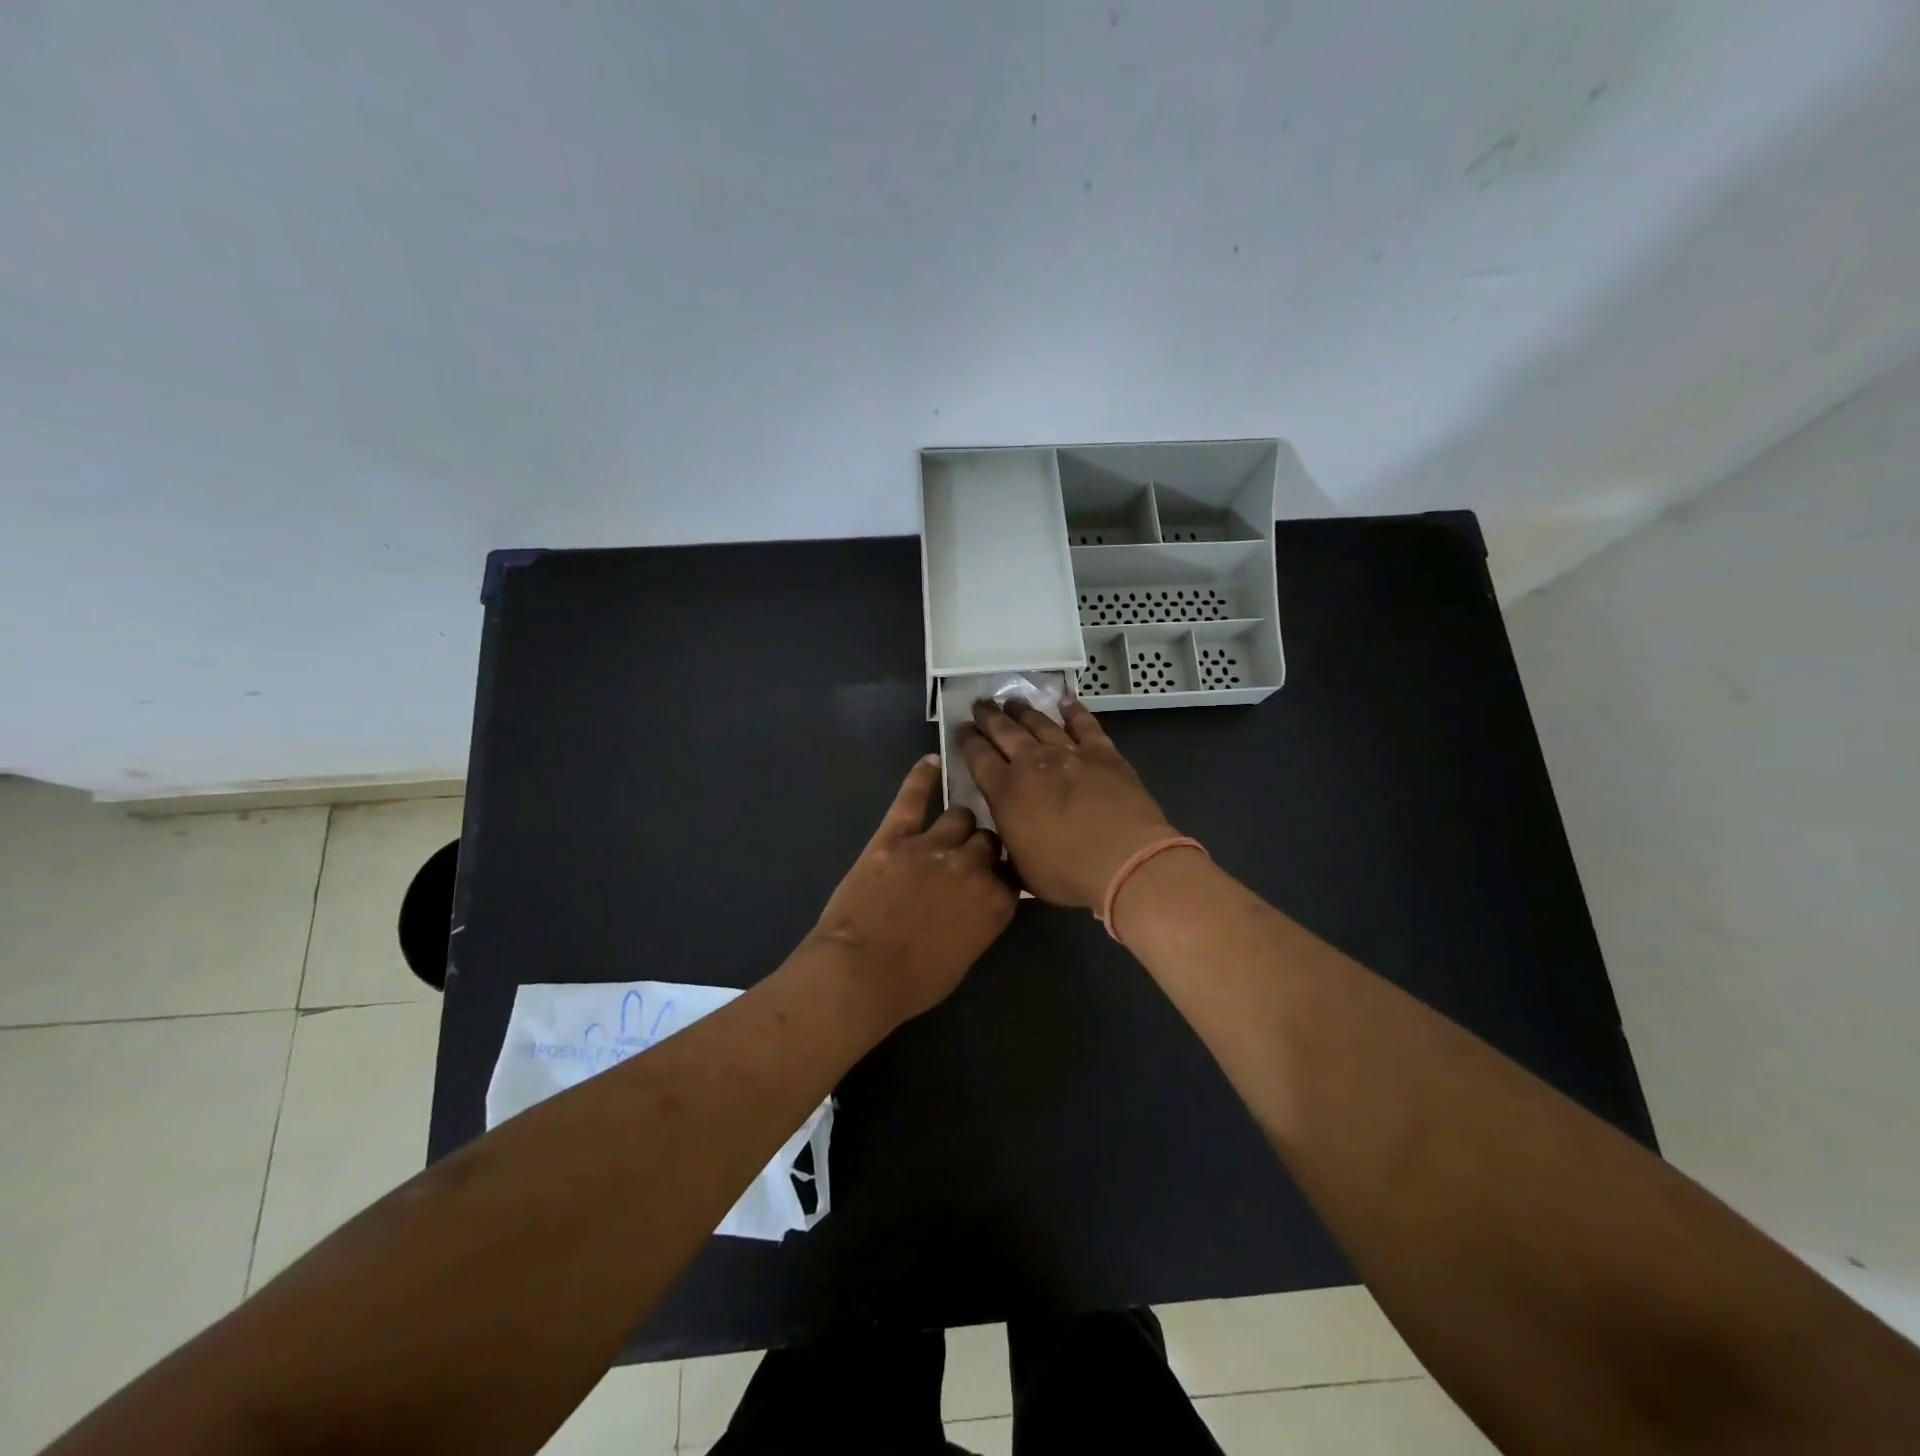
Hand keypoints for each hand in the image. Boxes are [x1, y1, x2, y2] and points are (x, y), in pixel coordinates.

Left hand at [810, 755, 1015, 1027]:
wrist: (859, 973)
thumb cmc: (914, 981)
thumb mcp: (966, 955)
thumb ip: (982, 918)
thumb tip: (981, 899)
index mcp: (995, 900)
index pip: (1013, 872)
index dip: (1003, 873)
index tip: (997, 877)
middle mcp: (972, 866)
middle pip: (989, 839)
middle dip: (983, 847)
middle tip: (969, 860)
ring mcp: (932, 845)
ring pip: (960, 816)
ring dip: (959, 824)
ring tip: (952, 829)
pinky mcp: (895, 836)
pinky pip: (912, 797)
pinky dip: (922, 777)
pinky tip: (931, 761)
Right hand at [956, 698, 1178, 908]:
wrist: (1123, 859)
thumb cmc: (1066, 873)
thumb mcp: (1020, 871)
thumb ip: (1004, 851)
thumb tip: (993, 846)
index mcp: (1005, 792)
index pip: (978, 757)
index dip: (967, 741)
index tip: (961, 728)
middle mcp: (1032, 763)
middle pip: (1004, 731)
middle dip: (989, 716)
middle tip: (979, 704)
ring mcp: (1069, 754)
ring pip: (1040, 723)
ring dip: (1024, 710)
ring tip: (1012, 701)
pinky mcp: (1102, 753)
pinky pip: (1085, 725)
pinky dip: (1074, 711)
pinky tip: (1066, 701)